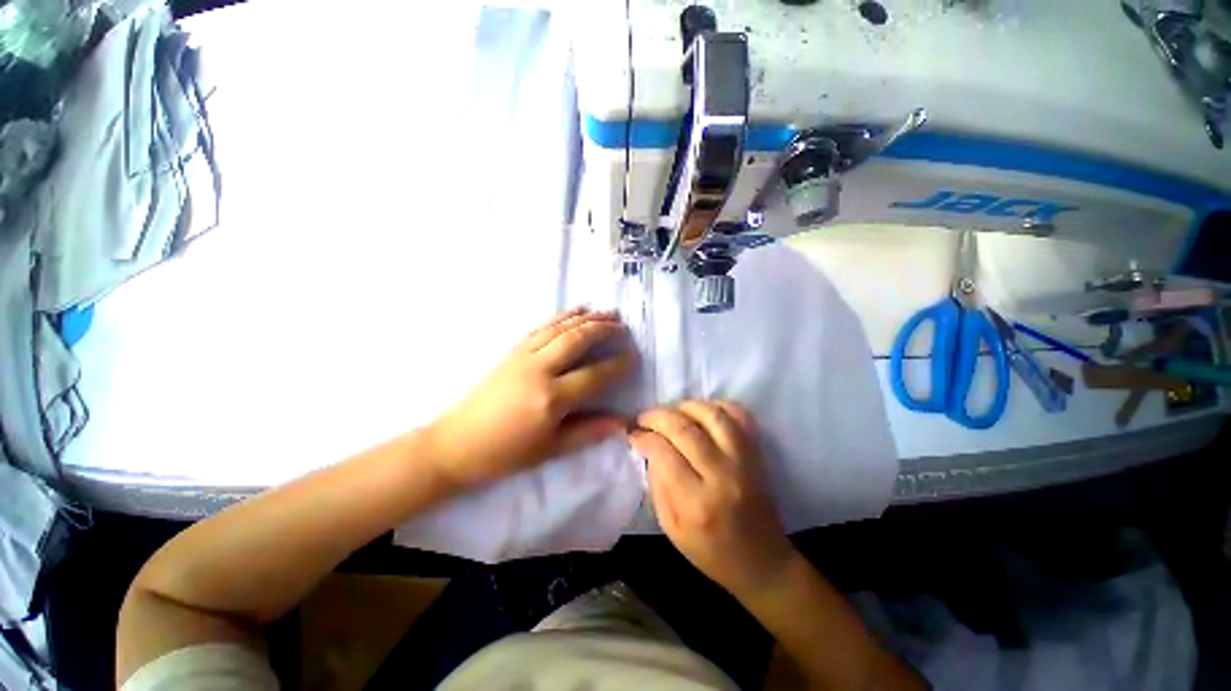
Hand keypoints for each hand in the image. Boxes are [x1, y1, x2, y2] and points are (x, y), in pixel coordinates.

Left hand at [428, 308, 635, 490]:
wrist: (455, 444)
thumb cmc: (505, 454)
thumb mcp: (550, 450)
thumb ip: (588, 432)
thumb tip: (621, 422)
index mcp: (551, 398)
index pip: (594, 375)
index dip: (617, 365)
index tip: (633, 357)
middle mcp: (539, 370)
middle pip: (577, 339)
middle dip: (603, 329)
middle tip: (623, 325)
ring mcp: (523, 357)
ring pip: (560, 328)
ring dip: (586, 318)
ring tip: (607, 312)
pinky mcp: (512, 352)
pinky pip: (541, 327)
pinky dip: (561, 316)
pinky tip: (574, 311)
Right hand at [630, 401, 799, 598]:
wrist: (761, 561)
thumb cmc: (710, 550)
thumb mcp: (671, 527)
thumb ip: (657, 483)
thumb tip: (649, 446)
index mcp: (695, 503)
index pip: (663, 451)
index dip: (643, 436)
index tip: (634, 433)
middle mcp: (721, 476)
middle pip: (684, 428)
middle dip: (657, 416)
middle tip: (645, 418)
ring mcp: (744, 461)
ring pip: (712, 415)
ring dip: (685, 405)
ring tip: (671, 412)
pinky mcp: (758, 453)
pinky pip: (740, 415)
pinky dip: (719, 405)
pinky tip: (702, 412)